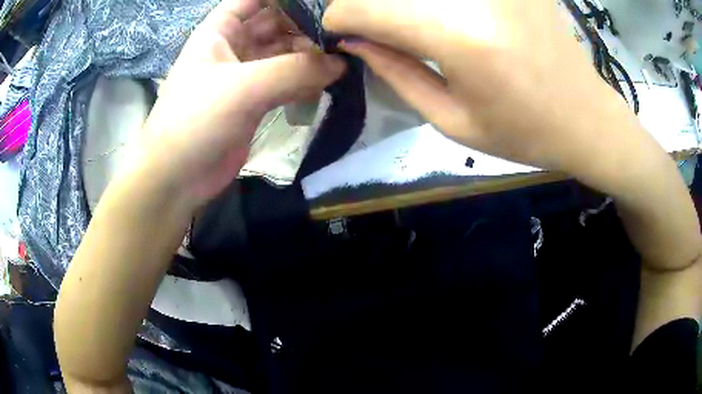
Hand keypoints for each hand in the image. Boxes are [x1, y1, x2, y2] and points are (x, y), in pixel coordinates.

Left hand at [138, 0, 345, 208]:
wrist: (177, 178)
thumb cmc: (195, 121)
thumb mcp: (242, 88)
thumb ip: (293, 71)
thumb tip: (340, 63)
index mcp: (220, 30)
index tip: (323, 2)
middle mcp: (234, 47)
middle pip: (277, 23)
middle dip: (306, 25)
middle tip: (341, 35)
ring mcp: (246, 74)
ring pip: (284, 53)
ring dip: (310, 54)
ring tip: (341, 58)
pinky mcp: (256, 101)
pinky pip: (286, 81)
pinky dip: (306, 80)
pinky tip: (328, 82)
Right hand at [323, 0, 643, 180]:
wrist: (588, 119)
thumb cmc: (525, 133)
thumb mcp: (454, 120)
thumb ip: (396, 73)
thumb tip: (355, 40)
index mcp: (458, 37)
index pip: (366, 8)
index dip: (340, 18)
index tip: (339, 32)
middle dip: (368, 6)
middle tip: (371, 29)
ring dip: (405, 5)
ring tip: (418, 34)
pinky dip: (439, 2)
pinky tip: (447, 19)